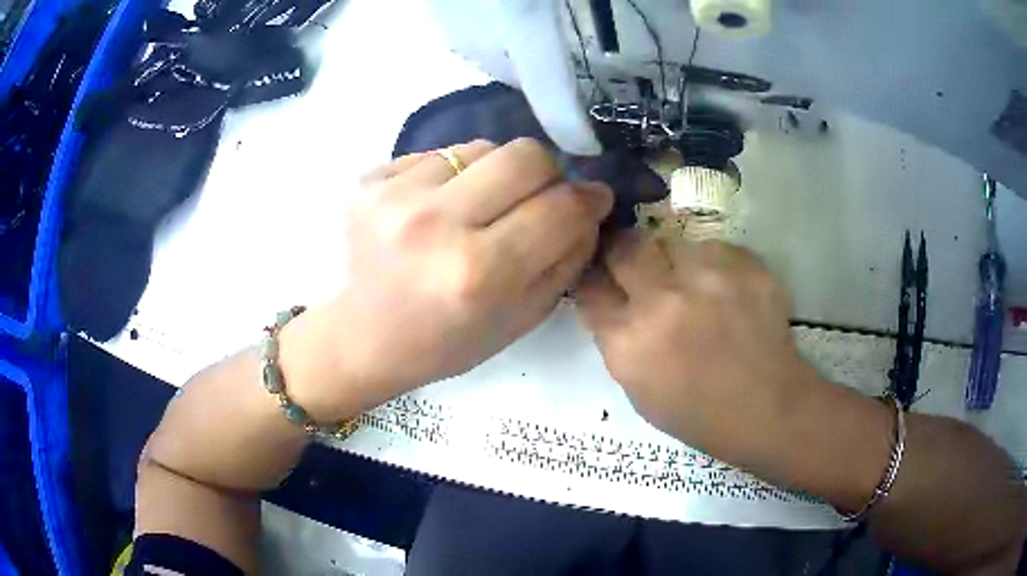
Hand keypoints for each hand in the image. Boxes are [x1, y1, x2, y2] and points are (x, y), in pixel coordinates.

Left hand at [297, 139, 612, 413]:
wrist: (367, 336)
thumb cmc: (449, 341)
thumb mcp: (523, 317)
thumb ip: (569, 258)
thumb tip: (590, 200)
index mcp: (480, 272)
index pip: (561, 206)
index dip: (587, 199)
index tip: (591, 199)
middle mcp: (435, 224)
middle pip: (525, 155)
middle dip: (547, 173)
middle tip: (538, 196)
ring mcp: (395, 196)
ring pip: (482, 146)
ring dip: (496, 173)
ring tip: (478, 208)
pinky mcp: (369, 180)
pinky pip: (438, 155)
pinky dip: (453, 176)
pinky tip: (437, 209)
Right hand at [577, 231, 820, 463]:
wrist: (769, 409)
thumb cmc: (700, 414)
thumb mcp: (638, 391)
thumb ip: (617, 342)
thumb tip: (609, 303)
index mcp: (629, 342)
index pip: (590, 287)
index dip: (594, 279)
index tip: (603, 278)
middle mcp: (662, 301)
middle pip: (624, 247)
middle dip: (624, 252)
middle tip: (639, 265)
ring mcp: (708, 278)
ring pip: (673, 242)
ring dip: (676, 262)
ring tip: (697, 288)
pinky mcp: (746, 266)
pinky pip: (716, 248)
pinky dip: (715, 265)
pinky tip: (729, 293)